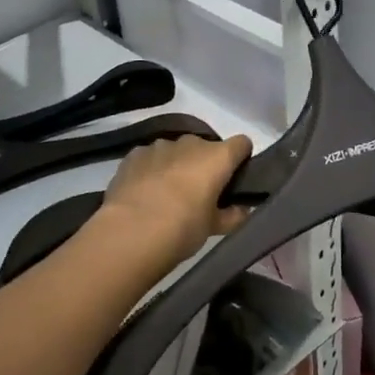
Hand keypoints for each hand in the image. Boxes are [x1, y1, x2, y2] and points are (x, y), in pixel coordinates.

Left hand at [93, 133, 251, 269]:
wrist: (131, 231)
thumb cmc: (183, 228)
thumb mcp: (214, 228)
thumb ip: (233, 216)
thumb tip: (243, 211)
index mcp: (217, 157)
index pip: (241, 144)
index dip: (241, 158)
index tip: (235, 178)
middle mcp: (191, 143)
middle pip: (206, 147)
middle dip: (204, 165)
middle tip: (199, 194)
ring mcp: (160, 145)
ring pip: (176, 151)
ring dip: (177, 165)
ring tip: (166, 195)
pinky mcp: (134, 154)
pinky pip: (150, 157)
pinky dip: (151, 169)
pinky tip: (143, 193)